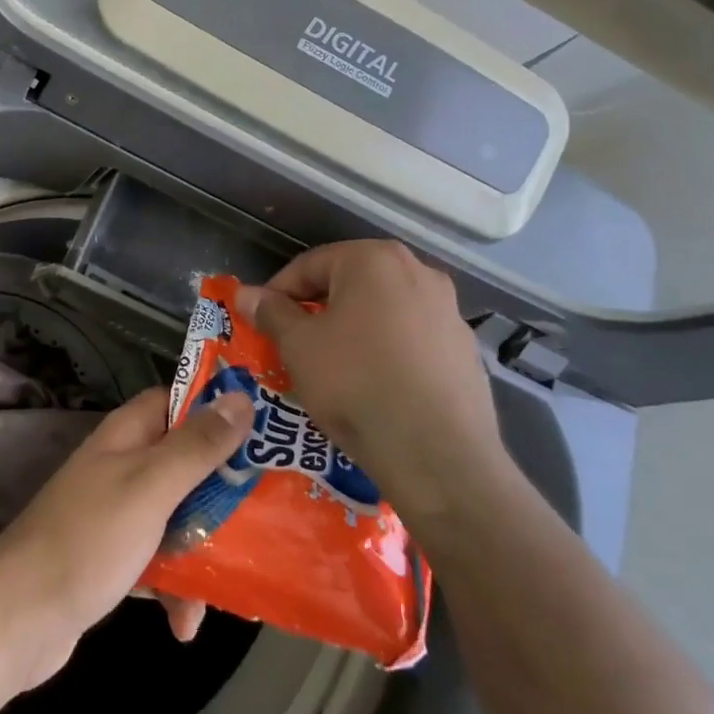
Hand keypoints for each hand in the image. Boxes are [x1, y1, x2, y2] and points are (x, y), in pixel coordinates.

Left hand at [0, 387, 250, 696]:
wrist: (17, 619)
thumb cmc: (88, 540)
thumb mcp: (150, 487)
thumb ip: (196, 447)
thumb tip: (241, 398)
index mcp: (126, 436)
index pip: (178, 401)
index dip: (219, 408)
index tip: (268, 427)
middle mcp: (122, 466)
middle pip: (186, 462)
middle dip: (224, 489)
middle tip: (272, 511)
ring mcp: (116, 514)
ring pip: (178, 515)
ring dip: (205, 548)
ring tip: (236, 582)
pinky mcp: (113, 559)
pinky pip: (159, 562)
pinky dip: (176, 589)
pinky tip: (186, 625)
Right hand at [235, 240, 508, 526]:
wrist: (438, 454)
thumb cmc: (355, 384)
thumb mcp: (298, 346)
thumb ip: (271, 312)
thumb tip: (247, 294)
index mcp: (374, 259)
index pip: (309, 265)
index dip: (277, 292)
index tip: (261, 322)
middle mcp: (419, 271)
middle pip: (350, 283)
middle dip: (318, 309)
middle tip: (293, 343)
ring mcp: (449, 311)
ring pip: (383, 311)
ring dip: (353, 330)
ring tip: (332, 368)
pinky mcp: (466, 349)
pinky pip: (412, 339)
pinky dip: (387, 351)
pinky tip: (374, 386)